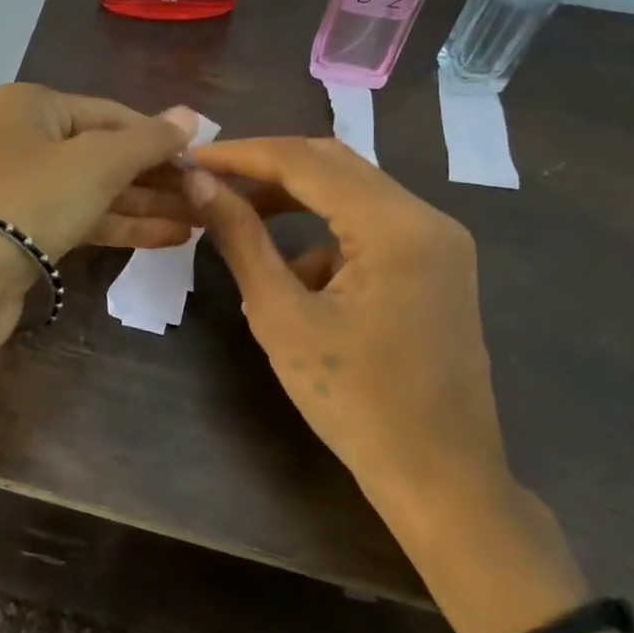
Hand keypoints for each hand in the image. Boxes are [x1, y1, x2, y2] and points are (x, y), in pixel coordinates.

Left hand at [0, 83, 199, 258]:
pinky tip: (171, 237)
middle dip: (157, 176)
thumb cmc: (33, 198)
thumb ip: (148, 140)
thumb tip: (190, 115)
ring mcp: (23, 187)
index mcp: (33, 106)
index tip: (204, 159)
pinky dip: (122, 226)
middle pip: (105, 153)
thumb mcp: (98, 161)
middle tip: (208, 194)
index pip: (112, 114)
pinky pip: (82, 218)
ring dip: (147, 204)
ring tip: (201, 219)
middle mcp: (25, 139)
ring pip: (96, 190)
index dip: (159, 136)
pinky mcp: (25, 230)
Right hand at [183, 137, 507, 534]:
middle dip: (267, 168)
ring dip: (294, 198)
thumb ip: (240, 239)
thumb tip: (200, 184)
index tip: (193, 157)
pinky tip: (295, 277)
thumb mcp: (281, 317)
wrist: (440, 478)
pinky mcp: (437, 263)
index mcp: (395, 226)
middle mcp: (427, 217)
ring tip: (239, 217)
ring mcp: (439, 240)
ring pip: (352, 191)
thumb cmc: (354, 402)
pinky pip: (371, 225)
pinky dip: (324, 234)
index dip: (242, 154)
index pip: (305, 162)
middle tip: (211, 180)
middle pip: (333, 164)